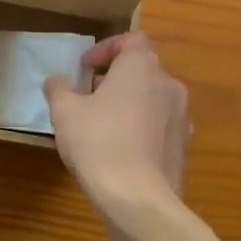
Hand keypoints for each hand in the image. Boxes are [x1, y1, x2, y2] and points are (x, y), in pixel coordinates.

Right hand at [43, 32, 188, 217]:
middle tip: (88, 97)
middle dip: (115, 79)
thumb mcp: (65, 112)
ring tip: (102, 126)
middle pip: (142, 70)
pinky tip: (120, 152)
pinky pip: (159, 127)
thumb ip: (59, 88)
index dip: (107, 48)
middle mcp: (168, 85)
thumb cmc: (99, 143)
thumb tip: (57, 80)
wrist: (139, 200)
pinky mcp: (183, 147)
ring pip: (152, 99)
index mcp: (142, 67)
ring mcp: (181, 117)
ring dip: (129, 104)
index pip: (132, 40)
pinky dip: (141, 129)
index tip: (86, 68)